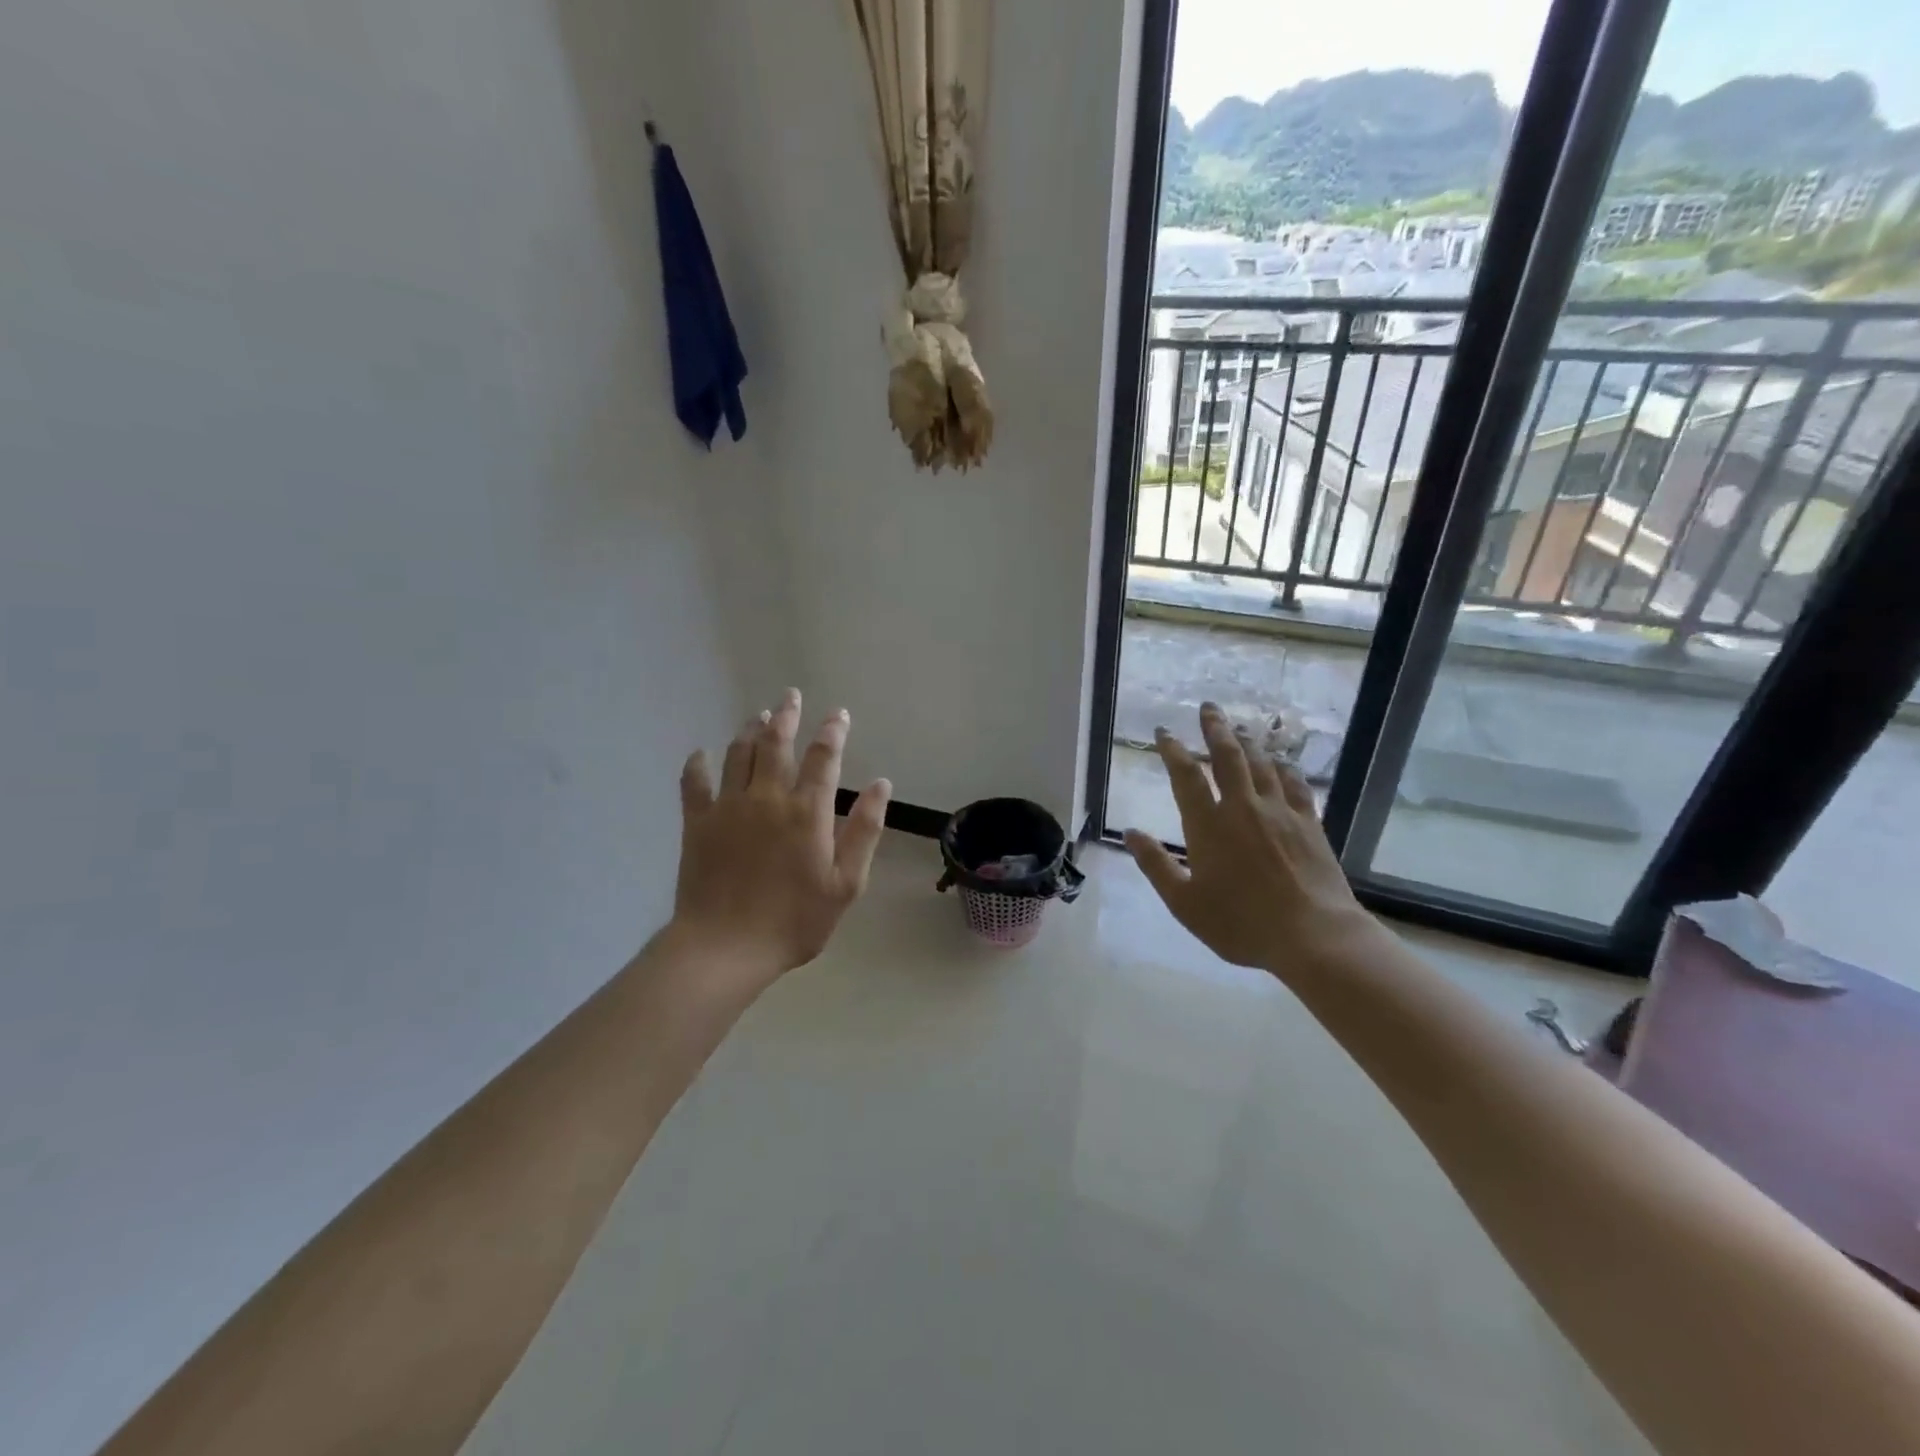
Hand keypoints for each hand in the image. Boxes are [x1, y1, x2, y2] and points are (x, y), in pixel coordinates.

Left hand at [671, 689, 891, 986]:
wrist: (725, 948)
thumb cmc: (794, 921)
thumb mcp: (845, 884)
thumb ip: (864, 830)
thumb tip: (881, 785)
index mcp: (807, 811)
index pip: (823, 758)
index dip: (833, 731)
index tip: (838, 714)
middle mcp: (767, 797)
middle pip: (776, 743)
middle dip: (786, 715)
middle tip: (790, 695)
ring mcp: (728, 807)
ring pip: (739, 754)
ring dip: (750, 730)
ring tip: (758, 716)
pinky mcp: (697, 823)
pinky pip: (694, 783)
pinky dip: (698, 765)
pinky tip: (700, 755)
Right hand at [1123, 703, 1377, 979]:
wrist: (1313, 936)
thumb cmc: (1241, 923)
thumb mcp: (1184, 903)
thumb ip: (1156, 865)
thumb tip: (1129, 832)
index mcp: (1208, 825)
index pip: (1186, 776)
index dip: (1173, 750)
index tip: (1163, 732)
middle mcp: (1243, 808)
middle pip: (1228, 756)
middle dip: (1215, 728)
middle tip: (1207, 708)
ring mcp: (1280, 812)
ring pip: (1261, 764)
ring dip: (1248, 741)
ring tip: (1238, 726)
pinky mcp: (1310, 823)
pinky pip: (1295, 784)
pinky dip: (1285, 767)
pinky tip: (1282, 760)